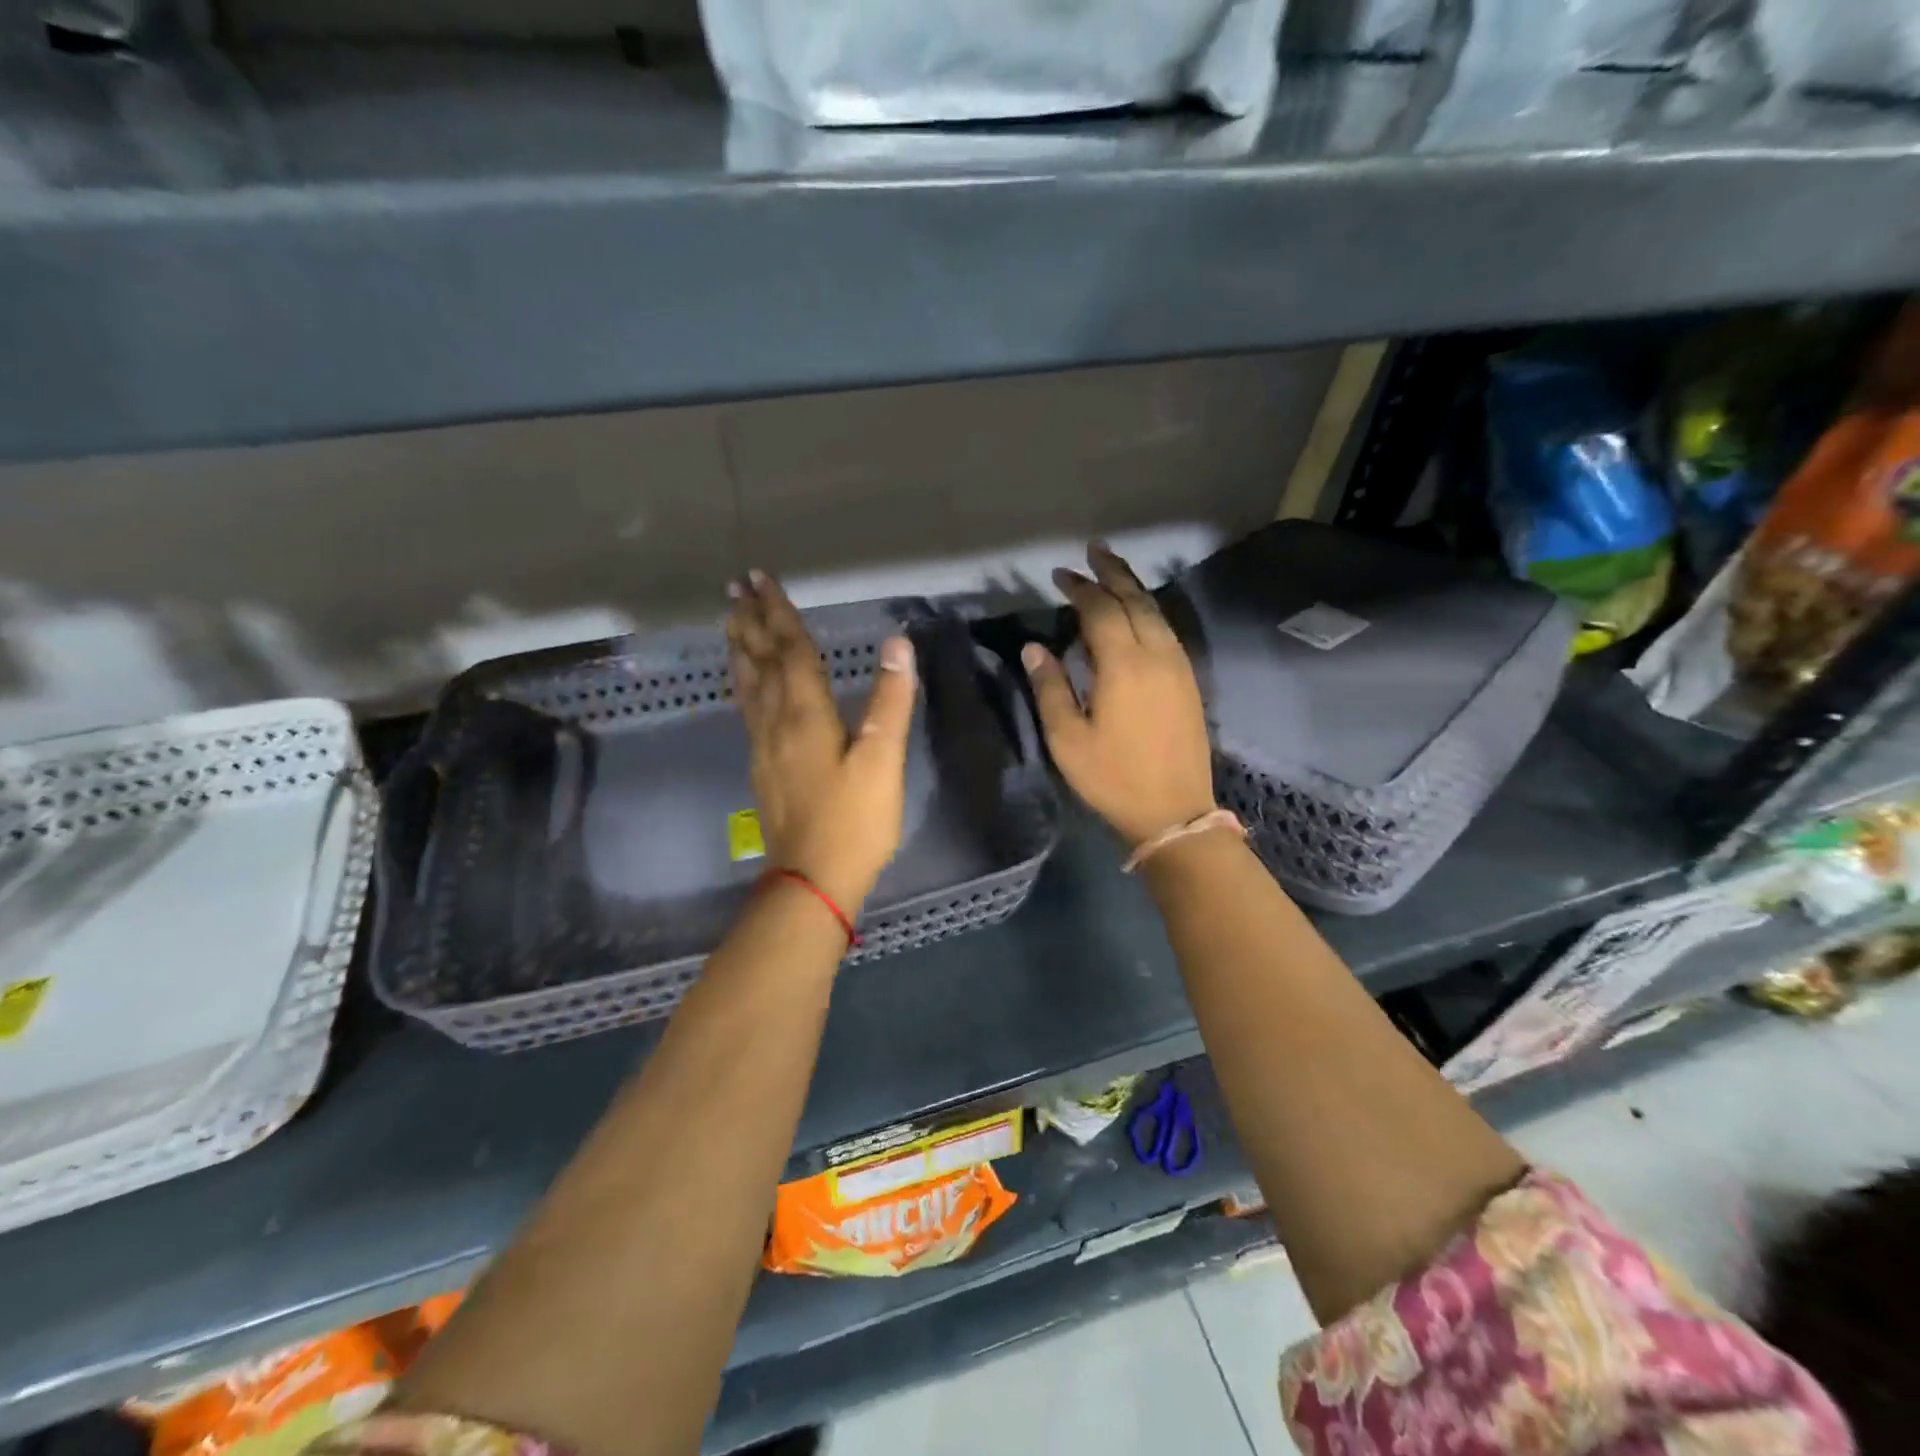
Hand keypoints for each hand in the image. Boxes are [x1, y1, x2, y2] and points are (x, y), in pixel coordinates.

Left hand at [726, 569, 916, 915]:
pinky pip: (747, 707)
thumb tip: (898, 644)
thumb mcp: (883, 761)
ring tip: (731, 620)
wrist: (813, 879)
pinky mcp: (762, 765)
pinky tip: (745, 682)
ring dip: (740, 647)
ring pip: (747, 683)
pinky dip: (743, 681)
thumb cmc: (855, 821)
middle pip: (761, 660)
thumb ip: (890, 701)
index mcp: (805, 714)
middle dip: (751, 620)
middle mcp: (776, 721)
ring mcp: (763, 745)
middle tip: (736, 586)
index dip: (779, 612)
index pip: (790, 650)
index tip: (760, 578)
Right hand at [1021, 542, 1216, 847]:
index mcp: (1124, 664)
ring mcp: (1178, 666)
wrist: (1174, 810)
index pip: (1101, 610)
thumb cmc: (1113, 777)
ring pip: (1156, 612)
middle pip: (1135, 600)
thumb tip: (1034, 647)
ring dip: (1134, 587)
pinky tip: (1137, 613)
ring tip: (1114, 570)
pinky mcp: (1188, 680)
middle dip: (1112, 572)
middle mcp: (1156, 654)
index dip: (1080, 587)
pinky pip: (1167, 630)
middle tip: (1093, 550)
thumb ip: (1050, 688)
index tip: (1060, 574)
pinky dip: (1148, 611)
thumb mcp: (1068, 739)